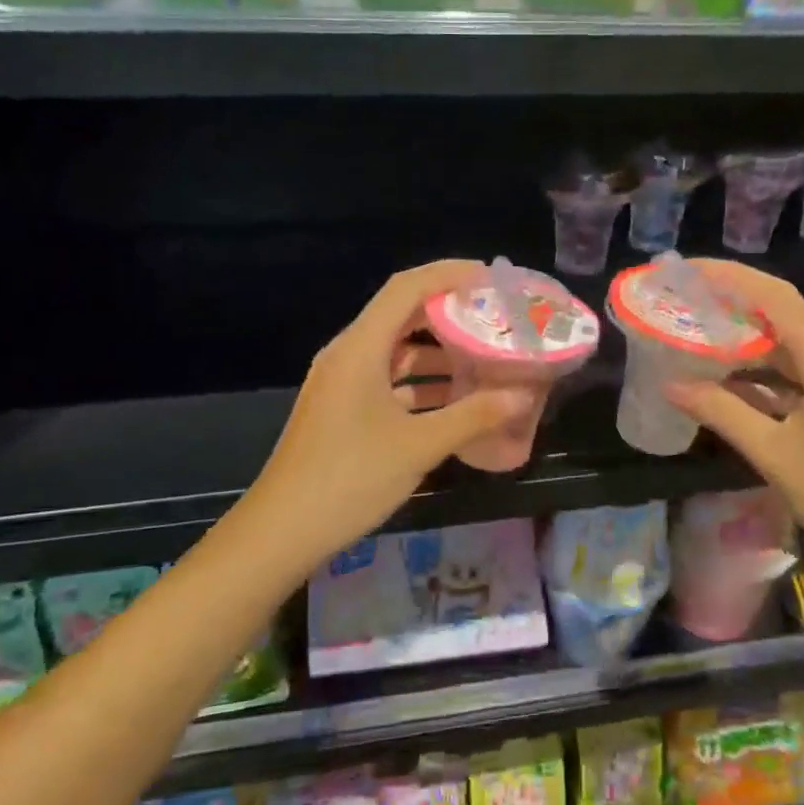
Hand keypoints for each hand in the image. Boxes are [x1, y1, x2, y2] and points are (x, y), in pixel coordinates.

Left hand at [239, 260, 534, 564]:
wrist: (281, 530)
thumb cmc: (350, 478)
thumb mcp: (419, 446)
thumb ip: (473, 416)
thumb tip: (522, 395)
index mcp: (360, 348)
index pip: (406, 288)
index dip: (448, 274)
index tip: (489, 277)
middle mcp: (348, 354)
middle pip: (401, 315)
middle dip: (448, 313)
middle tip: (493, 318)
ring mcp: (342, 382)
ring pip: (396, 350)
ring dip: (437, 352)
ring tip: (484, 358)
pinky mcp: (342, 408)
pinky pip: (387, 380)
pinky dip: (420, 382)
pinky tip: (454, 400)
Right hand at [664, 259, 803, 573]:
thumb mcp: (775, 454)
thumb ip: (722, 413)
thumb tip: (671, 385)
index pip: (776, 298)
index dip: (731, 277)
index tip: (690, 271)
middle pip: (781, 318)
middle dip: (732, 307)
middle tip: (684, 304)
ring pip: (786, 351)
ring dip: (743, 344)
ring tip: (694, 339)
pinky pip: (794, 380)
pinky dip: (759, 378)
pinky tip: (725, 386)